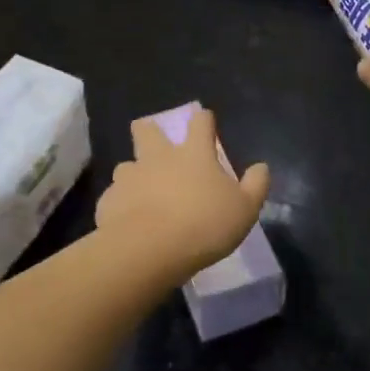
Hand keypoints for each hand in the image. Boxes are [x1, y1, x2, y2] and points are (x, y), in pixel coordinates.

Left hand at [96, 107, 269, 279]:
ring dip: (134, 173)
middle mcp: (158, 158)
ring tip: (142, 191)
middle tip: (155, 141)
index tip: (206, 121)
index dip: (204, 120)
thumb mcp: (245, 209)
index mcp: (194, 154)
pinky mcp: (108, 202)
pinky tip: (129, 221)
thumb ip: (255, 186)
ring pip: (126, 165)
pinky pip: (115, 197)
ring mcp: (129, 178)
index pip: (200, 123)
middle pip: (147, 130)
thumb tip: (261, 167)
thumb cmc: (204, 225)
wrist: (148, 251)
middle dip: (149, 130)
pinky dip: (122, 205)